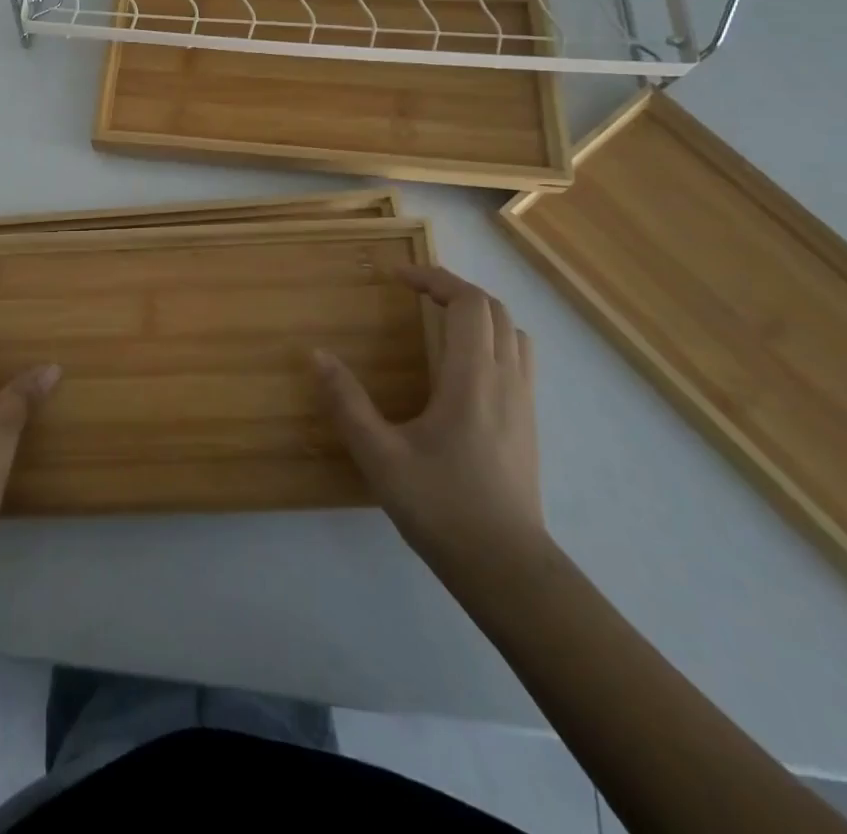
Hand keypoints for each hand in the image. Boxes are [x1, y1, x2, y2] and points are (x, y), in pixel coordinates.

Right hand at [315, 265, 548, 581]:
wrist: (508, 569)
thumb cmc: (442, 507)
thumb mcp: (380, 457)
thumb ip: (347, 403)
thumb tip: (317, 355)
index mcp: (473, 378)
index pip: (468, 302)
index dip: (434, 278)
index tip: (398, 276)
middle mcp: (506, 379)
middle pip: (494, 309)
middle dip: (453, 289)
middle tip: (414, 292)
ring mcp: (525, 402)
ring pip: (513, 332)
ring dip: (478, 313)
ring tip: (440, 319)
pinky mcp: (529, 423)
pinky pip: (518, 358)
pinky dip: (492, 339)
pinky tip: (461, 366)